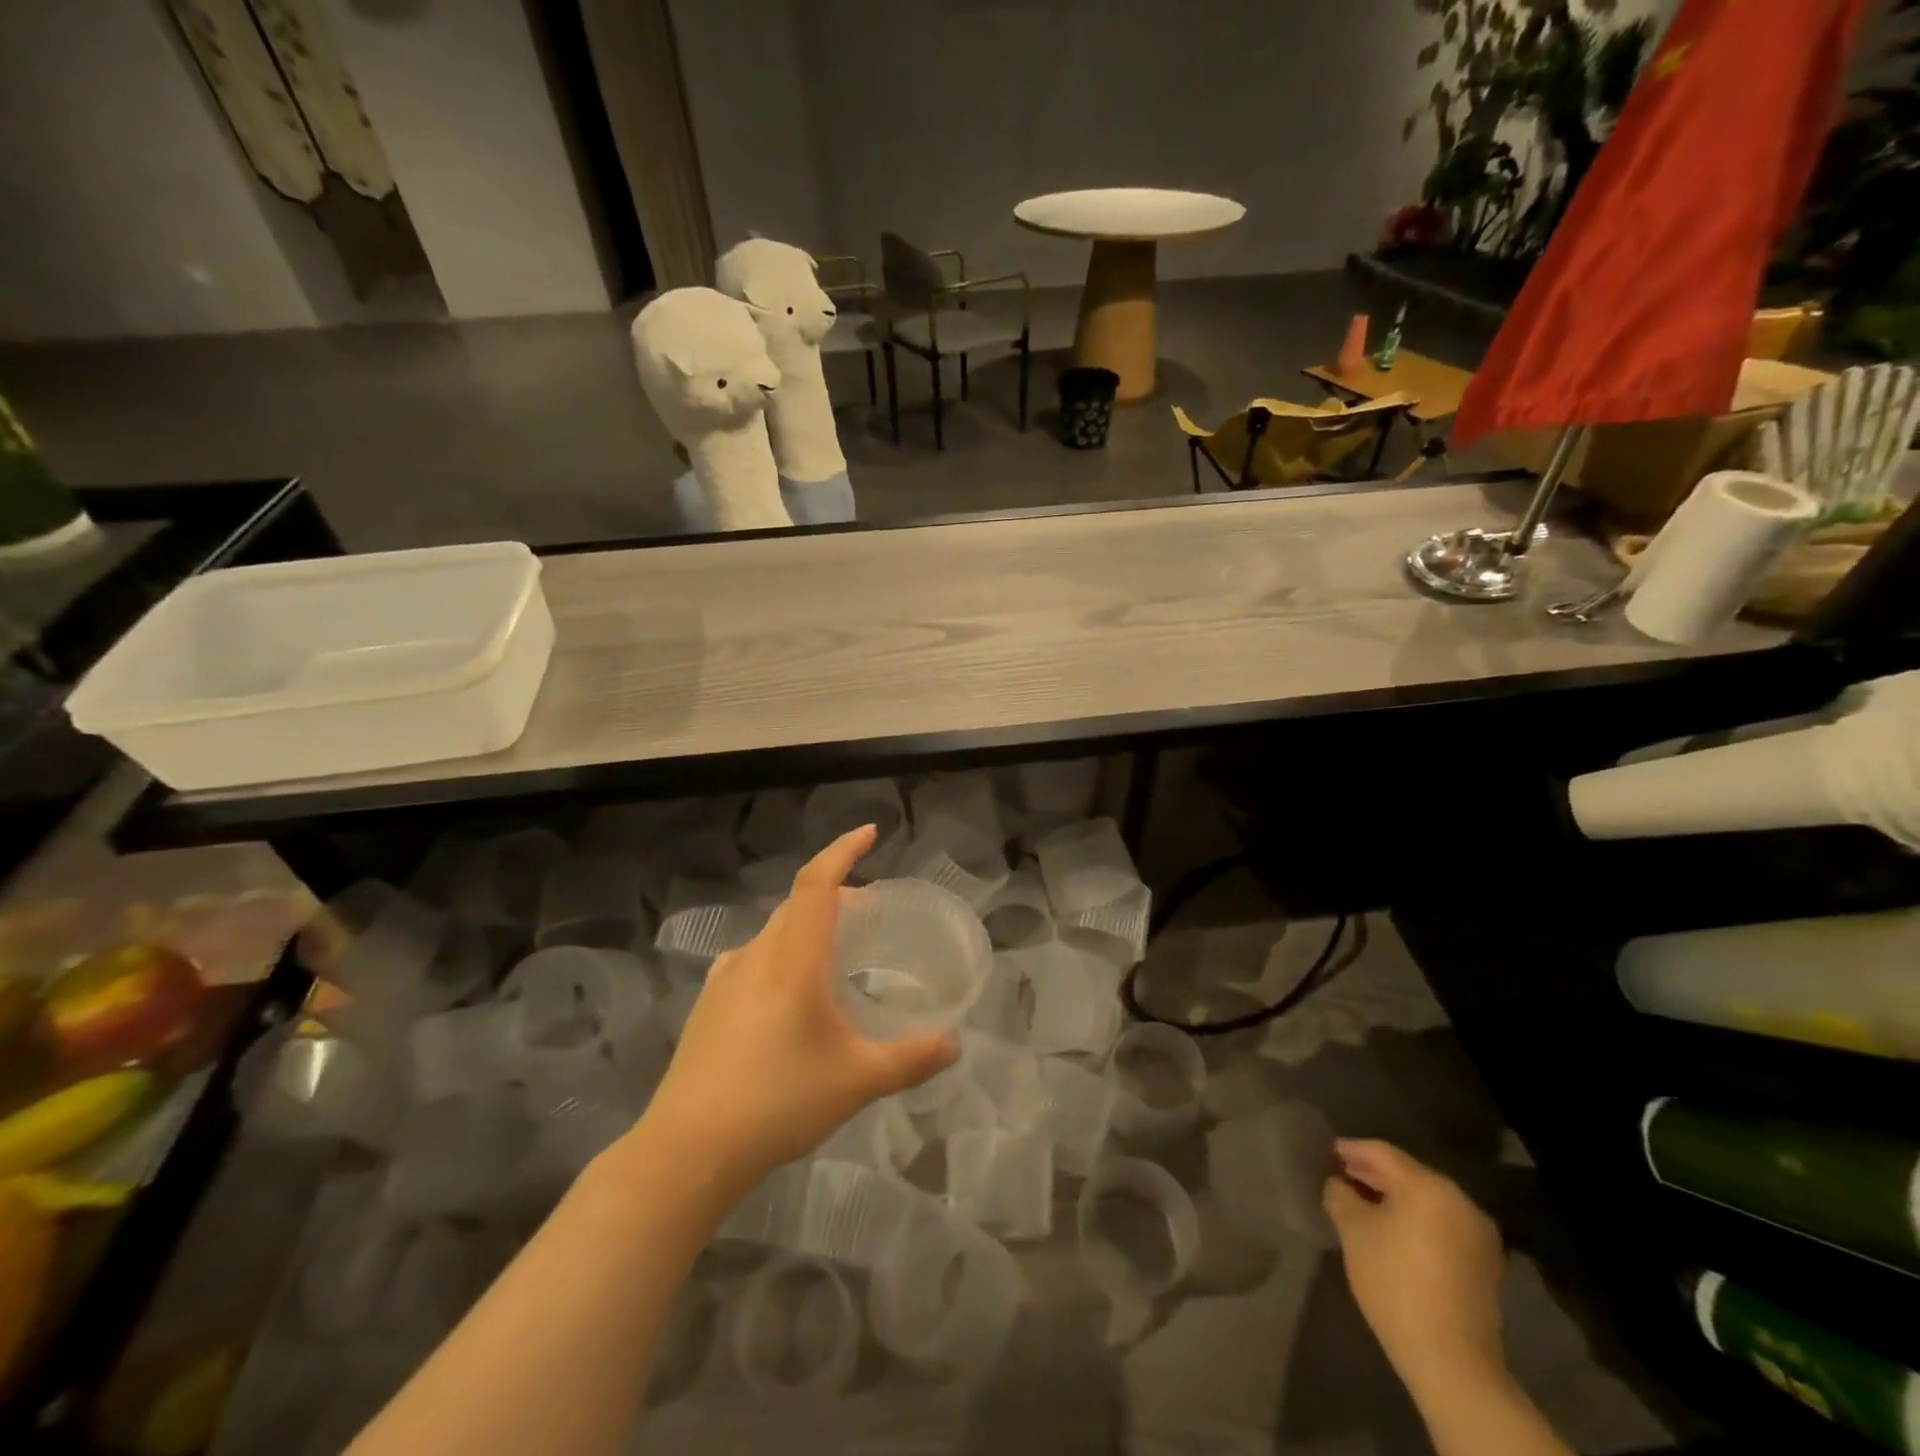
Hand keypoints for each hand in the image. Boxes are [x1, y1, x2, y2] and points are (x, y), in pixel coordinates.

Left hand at [636, 826, 956, 1193]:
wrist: (688, 1150)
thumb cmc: (779, 1101)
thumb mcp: (857, 1081)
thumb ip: (910, 1059)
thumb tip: (953, 1046)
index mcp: (794, 959)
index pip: (817, 883)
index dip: (843, 850)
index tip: (871, 832)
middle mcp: (757, 956)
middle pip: (797, 904)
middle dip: (835, 894)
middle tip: (869, 910)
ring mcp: (726, 979)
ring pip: (774, 932)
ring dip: (806, 926)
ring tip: (833, 952)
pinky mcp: (708, 1005)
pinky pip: (753, 959)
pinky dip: (781, 954)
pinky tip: (787, 991)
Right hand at [1323, 1139, 1506, 1398]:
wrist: (1451, 1361)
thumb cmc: (1394, 1283)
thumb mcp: (1352, 1231)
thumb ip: (1339, 1194)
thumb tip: (1337, 1181)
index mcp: (1428, 1186)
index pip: (1381, 1153)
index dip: (1350, 1149)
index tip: (1325, 1152)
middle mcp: (1459, 1200)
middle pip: (1407, 1174)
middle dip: (1372, 1173)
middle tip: (1340, 1174)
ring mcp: (1477, 1232)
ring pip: (1426, 1199)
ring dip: (1394, 1196)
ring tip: (1362, 1201)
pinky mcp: (1484, 1261)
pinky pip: (1441, 1222)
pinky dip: (1415, 1218)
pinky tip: (1392, 1229)